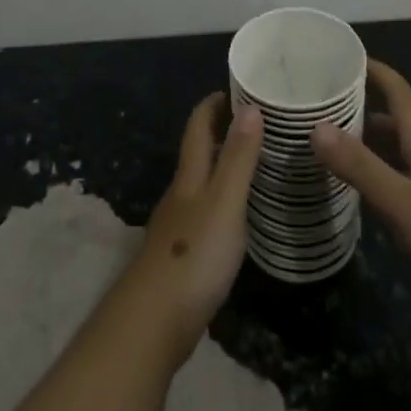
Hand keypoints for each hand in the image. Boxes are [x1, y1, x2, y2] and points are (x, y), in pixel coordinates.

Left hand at [127, 94, 263, 353]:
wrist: (153, 322)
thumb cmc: (194, 255)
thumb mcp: (224, 202)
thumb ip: (238, 158)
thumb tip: (250, 106)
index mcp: (189, 176)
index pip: (197, 126)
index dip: (212, 104)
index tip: (237, 88)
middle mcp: (180, 194)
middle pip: (197, 152)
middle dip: (220, 130)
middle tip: (257, 120)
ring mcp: (178, 226)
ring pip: (200, 182)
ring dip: (222, 165)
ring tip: (255, 161)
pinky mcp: (182, 255)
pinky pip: (205, 211)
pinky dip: (222, 199)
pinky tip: (238, 213)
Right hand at [311, 60, 410, 306]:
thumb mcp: (402, 203)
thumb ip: (360, 167)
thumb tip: (316, 127)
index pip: (398, 92)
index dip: (375, 70)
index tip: (346, 57)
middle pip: (400, 120)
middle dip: (366, 108)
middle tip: (328, 107)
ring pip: (407, 150)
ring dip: (377, 141)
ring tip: (342, 146)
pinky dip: (389, 170)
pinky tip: (377, 192)